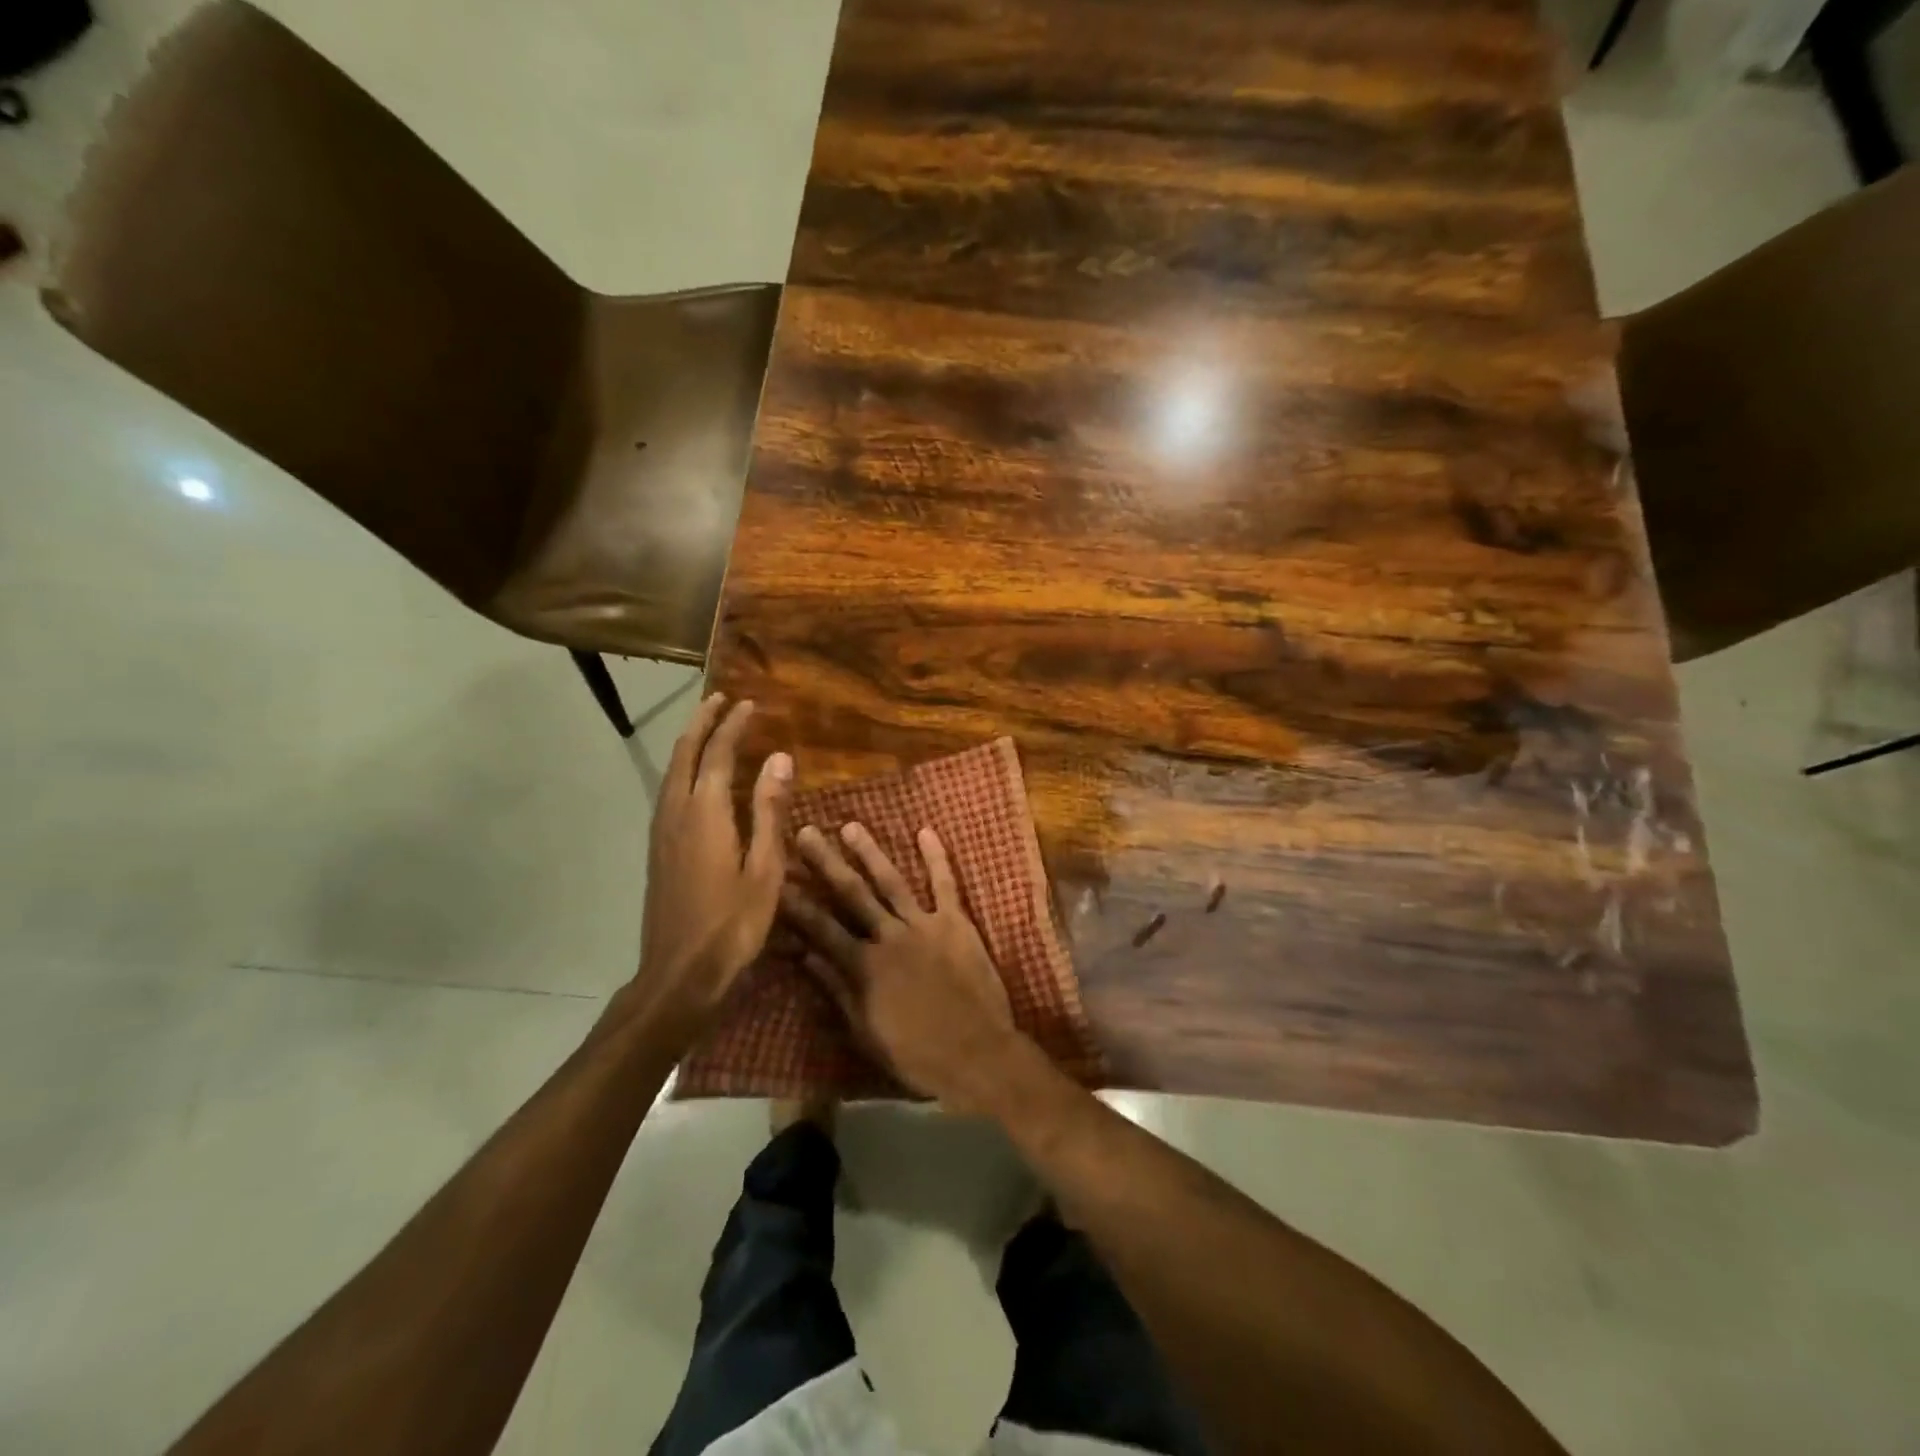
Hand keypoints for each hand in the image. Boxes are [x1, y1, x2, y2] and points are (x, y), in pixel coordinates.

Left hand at [627, 694, 790, 1031]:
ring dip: (690, 743)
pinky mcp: (658, 849)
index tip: (750, 704)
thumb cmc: (732, 923)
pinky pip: (669, 791)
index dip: (734, 726)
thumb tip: (780, 758)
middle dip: (702, 722)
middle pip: (685, 753)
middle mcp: (676, 812)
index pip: (718, 754)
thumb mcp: (764, 868)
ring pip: (672, 771)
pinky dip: (684, 769)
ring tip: (709, 727)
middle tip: (721, 699)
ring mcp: (662, 831)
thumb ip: (769, 810)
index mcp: (705, 813)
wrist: (678, 973)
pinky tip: (697, 779)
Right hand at [783, 822, 1022, 1112]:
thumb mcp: (866, 1032)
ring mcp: (924, 925)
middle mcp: (889, 937)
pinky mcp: (956, 923)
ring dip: (870, 853)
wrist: (978, 1055)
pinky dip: (937, 858)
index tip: (775, 878)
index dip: (796, 903)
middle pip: (852, 894)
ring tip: (852, 825)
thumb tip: (805, 956)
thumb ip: (837, 990)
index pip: (821, 928)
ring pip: (891, 881)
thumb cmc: (917, 1055)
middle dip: (826, 862)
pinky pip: (946, 884)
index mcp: (864, 966)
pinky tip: (926, 832)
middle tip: (806, 832)